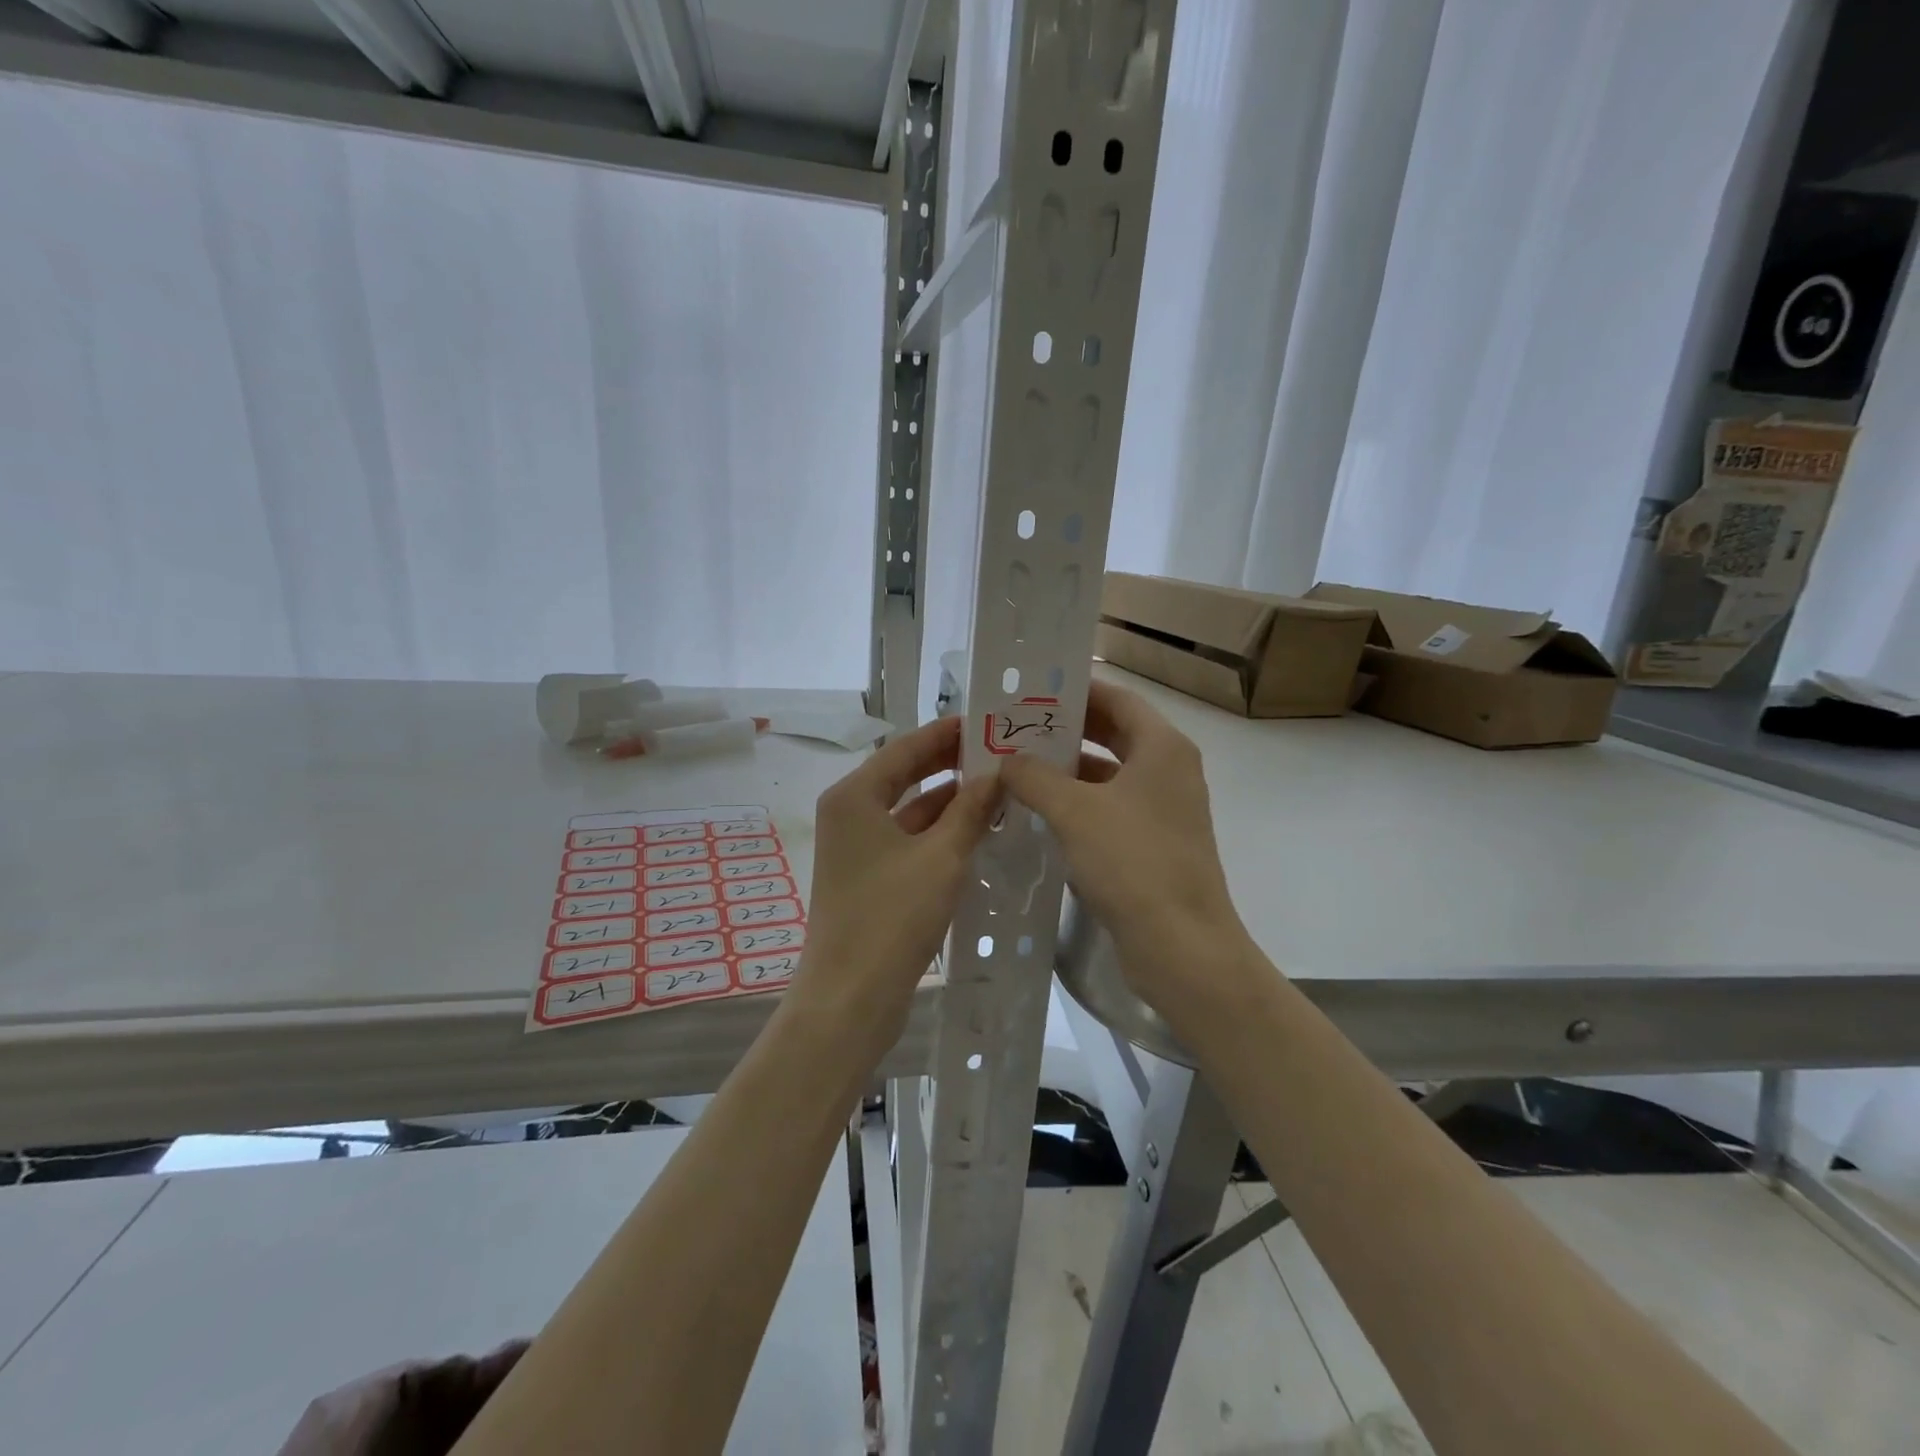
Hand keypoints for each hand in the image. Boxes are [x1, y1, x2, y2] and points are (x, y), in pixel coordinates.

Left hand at [795, 716, 999, 1057]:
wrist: (850, 999)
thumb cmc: (892, 918)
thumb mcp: (941, 857)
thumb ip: (970, 810)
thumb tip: (998, 773)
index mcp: (854, 797)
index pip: (905, 748)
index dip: (946, 733)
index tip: (986, 721)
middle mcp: (849, 813)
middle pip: (904, 775)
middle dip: (950, 763)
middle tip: (998, 750)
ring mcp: (856, 847)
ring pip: (908, 809)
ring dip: (949, 799)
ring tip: (998, 786)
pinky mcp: (868, 876)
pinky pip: (907, 838)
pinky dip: (939, 830)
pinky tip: (976, 829)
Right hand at [1001, 680, 1258, 1018]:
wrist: (1180, 945)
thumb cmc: (1132, 862)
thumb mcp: (1074, 811)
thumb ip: (1035, 777)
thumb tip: (1007, 760)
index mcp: (1163, 748)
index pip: (1118, 699)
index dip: (1076, 692)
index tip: (1033, 692)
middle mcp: (1168, 771)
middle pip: (1114, 734)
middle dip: (1067, 730)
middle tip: (1017, 728)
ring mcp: (1163, 810)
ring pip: (1110, 774)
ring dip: (1067, 770)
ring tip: (1017, 766)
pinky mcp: (1153, 844)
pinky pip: (1110, 808)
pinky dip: (1077, 804)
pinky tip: (1038, 811)